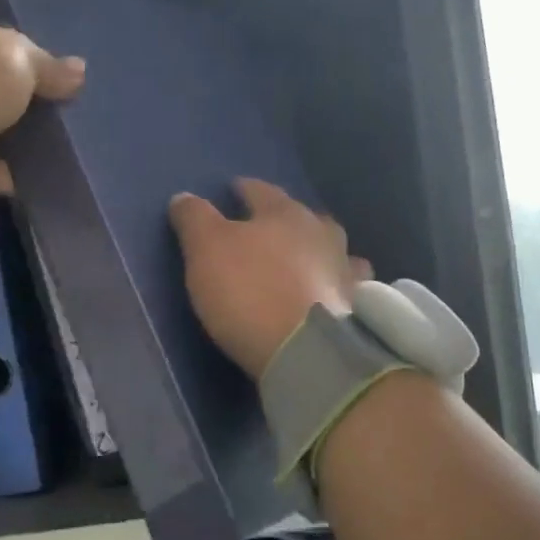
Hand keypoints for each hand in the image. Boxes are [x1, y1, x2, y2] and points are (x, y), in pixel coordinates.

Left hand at [0, 2, 84, 191]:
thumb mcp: (19, 60)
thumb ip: (49, 67)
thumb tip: (79, 71)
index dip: (15, 55)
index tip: (46, 76)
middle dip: (11, 99)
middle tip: (53, 112)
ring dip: (8, 137)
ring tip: (52, 147)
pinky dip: (2, 170)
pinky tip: (36, 177)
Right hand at [169, 178, 370, 377]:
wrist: (307, 351)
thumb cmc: (250, 290)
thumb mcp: (206, 249)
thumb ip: (194, 219)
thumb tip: (183, 197)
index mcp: (285, 213)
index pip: (261, 191)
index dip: (244, 189)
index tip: (234, 189)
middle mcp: (321, 233)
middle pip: (301, 217)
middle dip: (283, 220)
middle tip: (266, 228)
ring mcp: (344, 269)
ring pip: (330, 248)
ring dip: (315, 250)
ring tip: (301, 260)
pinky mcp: (356, 307)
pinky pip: (344, 285)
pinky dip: (333, 284)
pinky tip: (326, 292)